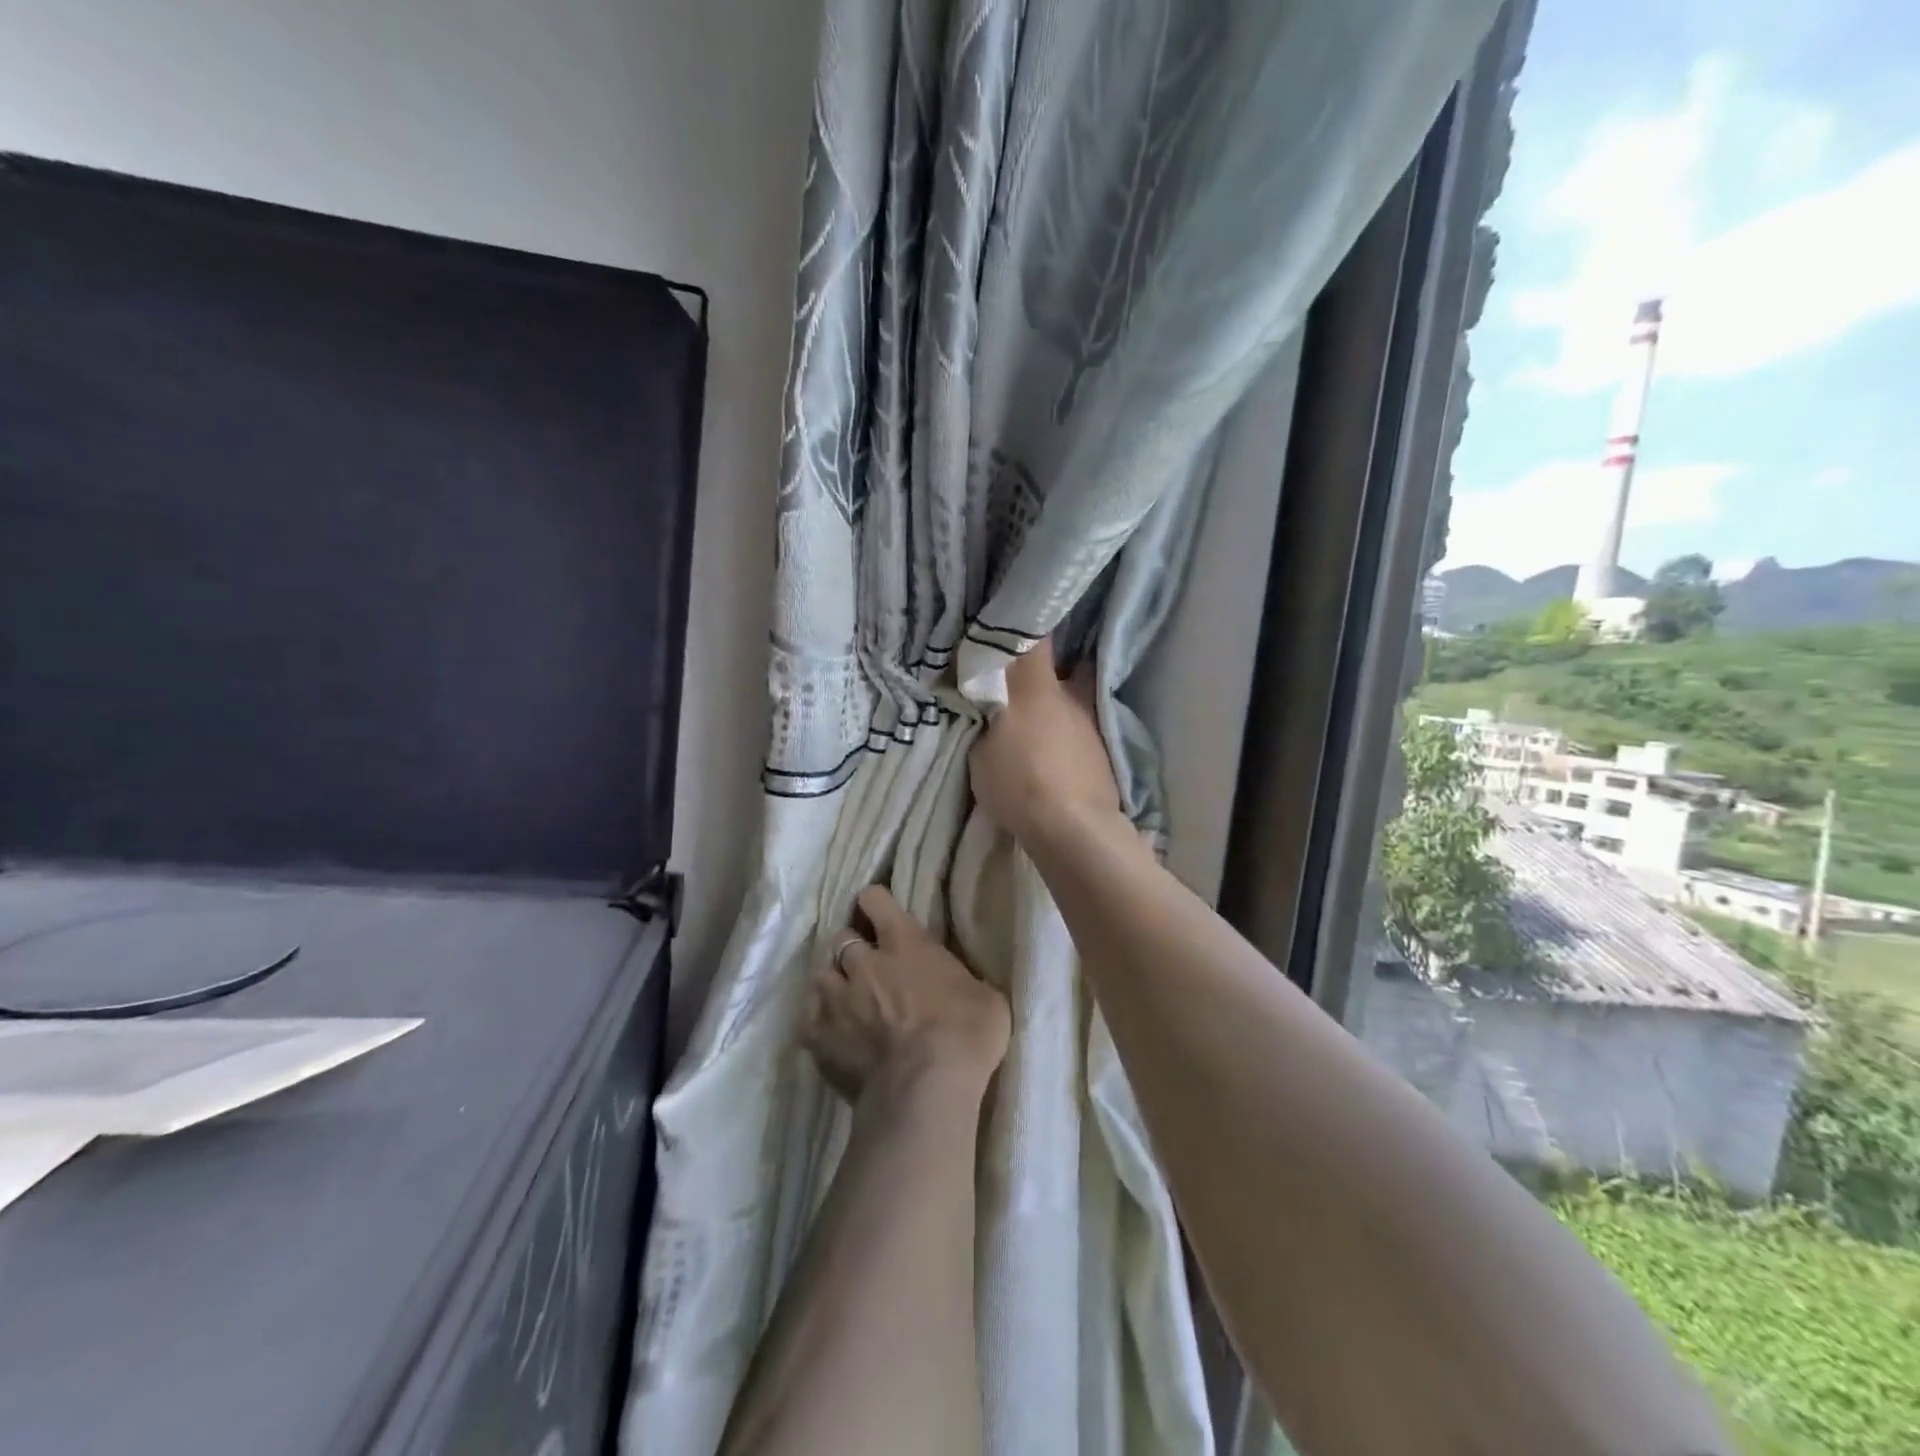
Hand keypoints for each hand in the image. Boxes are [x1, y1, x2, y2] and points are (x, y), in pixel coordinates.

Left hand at [805, 886, 1010, 1103]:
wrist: (926, 1088)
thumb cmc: (965, 1034)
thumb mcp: (984, 997)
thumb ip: (961, 981)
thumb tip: (959, 986)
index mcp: (904, 942)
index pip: (875, 900)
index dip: (875, 903)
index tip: (879, 912)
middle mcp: (863, 962)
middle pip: (842, 938)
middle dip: (853, 949)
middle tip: (867, 967)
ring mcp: (836, 999)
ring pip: (821, 976)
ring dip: (834, 985)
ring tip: (846, 1002)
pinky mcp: (818, 1038)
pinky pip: (809, 1022)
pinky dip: (820, 1027)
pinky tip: (833, 1039)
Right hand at [969, 639, 1125, 849]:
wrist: (1074, 830)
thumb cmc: (1020, 783)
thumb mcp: (981, 750)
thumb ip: (983, 717)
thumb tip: (984, 698)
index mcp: (1037, 688)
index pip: (1035, 638)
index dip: (1023, 627)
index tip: (1008, 624)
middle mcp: (1070, 696)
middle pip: (1056, 669)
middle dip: (1036, 673)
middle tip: (1012, 681)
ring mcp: (1091, 724)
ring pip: (1068, 701)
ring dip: (1052, 706)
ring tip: (1031, 724)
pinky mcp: (1102, 752)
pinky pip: (1076, 731)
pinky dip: (1063, 734)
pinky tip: (1051, 752)